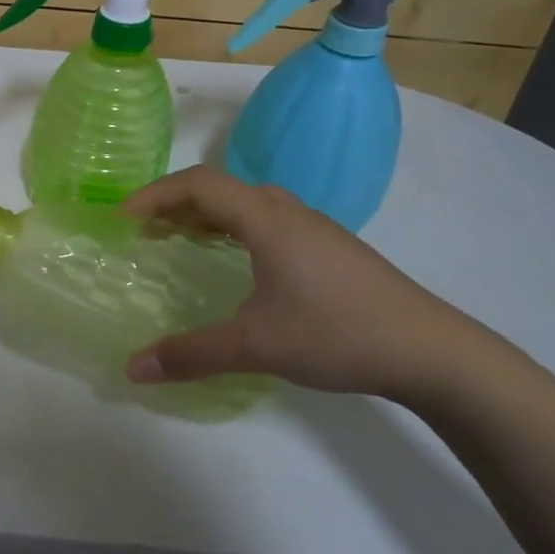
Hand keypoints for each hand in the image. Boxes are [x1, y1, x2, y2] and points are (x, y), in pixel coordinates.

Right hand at [120, 166, 504, 405]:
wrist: (431, 351)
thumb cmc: (337, 334)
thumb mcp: (256, 345)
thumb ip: (190, 353)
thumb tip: (132, 369)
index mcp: (266, 219)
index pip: (198, 184)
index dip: (155, 195)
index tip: (123, 220)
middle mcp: (288, 211)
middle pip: (221, 187)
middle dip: (175, 203)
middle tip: (144, 231)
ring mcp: (315, 228)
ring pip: (247, 203)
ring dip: (207, 214)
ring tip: (179, 239)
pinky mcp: (331, 249)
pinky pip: (267, 221)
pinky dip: (234, 228)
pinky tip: (235, 261)